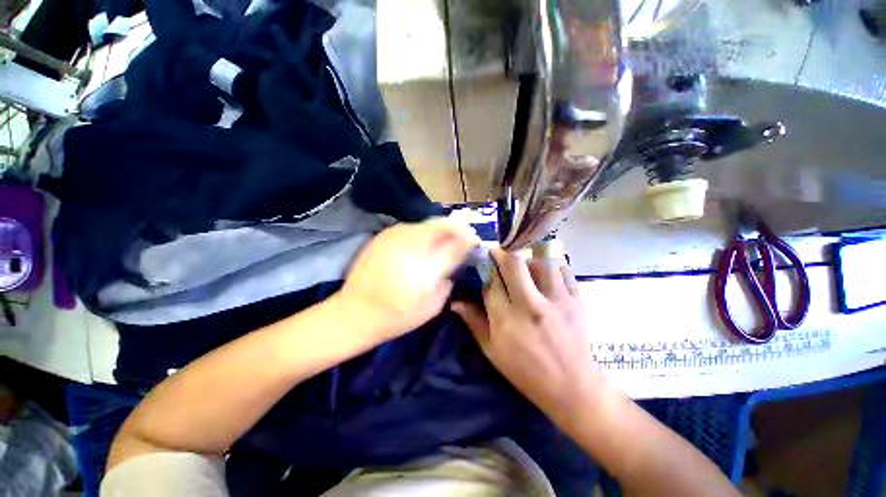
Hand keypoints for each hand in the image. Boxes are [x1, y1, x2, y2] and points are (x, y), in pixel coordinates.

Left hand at [335, 218, 479, 341]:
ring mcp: (395, 236)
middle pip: (443, 224)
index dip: (470, 239)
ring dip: (440, 229)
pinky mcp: (383, 235)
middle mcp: (412, 244)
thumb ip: (448, 277)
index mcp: (427, 265)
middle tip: (463, 236)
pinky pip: (411, 227)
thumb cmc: (398, 316)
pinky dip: (423, 232)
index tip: (475, 241)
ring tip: (444, 239)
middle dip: (457, 228)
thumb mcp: (433, 304)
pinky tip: (421, 244)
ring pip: (427, 223)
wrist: (355, 313)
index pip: (457, 242)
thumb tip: (456, 259)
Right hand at [452, 249, 601, 426]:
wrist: (571, 386)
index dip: (485, 269)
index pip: (491, 281)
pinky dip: (552, 268)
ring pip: (540, 262)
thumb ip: (474, 322)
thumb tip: (455, 302)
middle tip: (499, 254)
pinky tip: (546, 276)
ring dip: (528, 260)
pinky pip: (564, 271)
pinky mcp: (577, 300)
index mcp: (506, 318)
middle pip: (514, 264)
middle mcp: (531, 304)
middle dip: (502, 254)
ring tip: (525, 267)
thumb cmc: (525, 371)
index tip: (483, 263)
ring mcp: (557, 300)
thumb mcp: (492, 350)